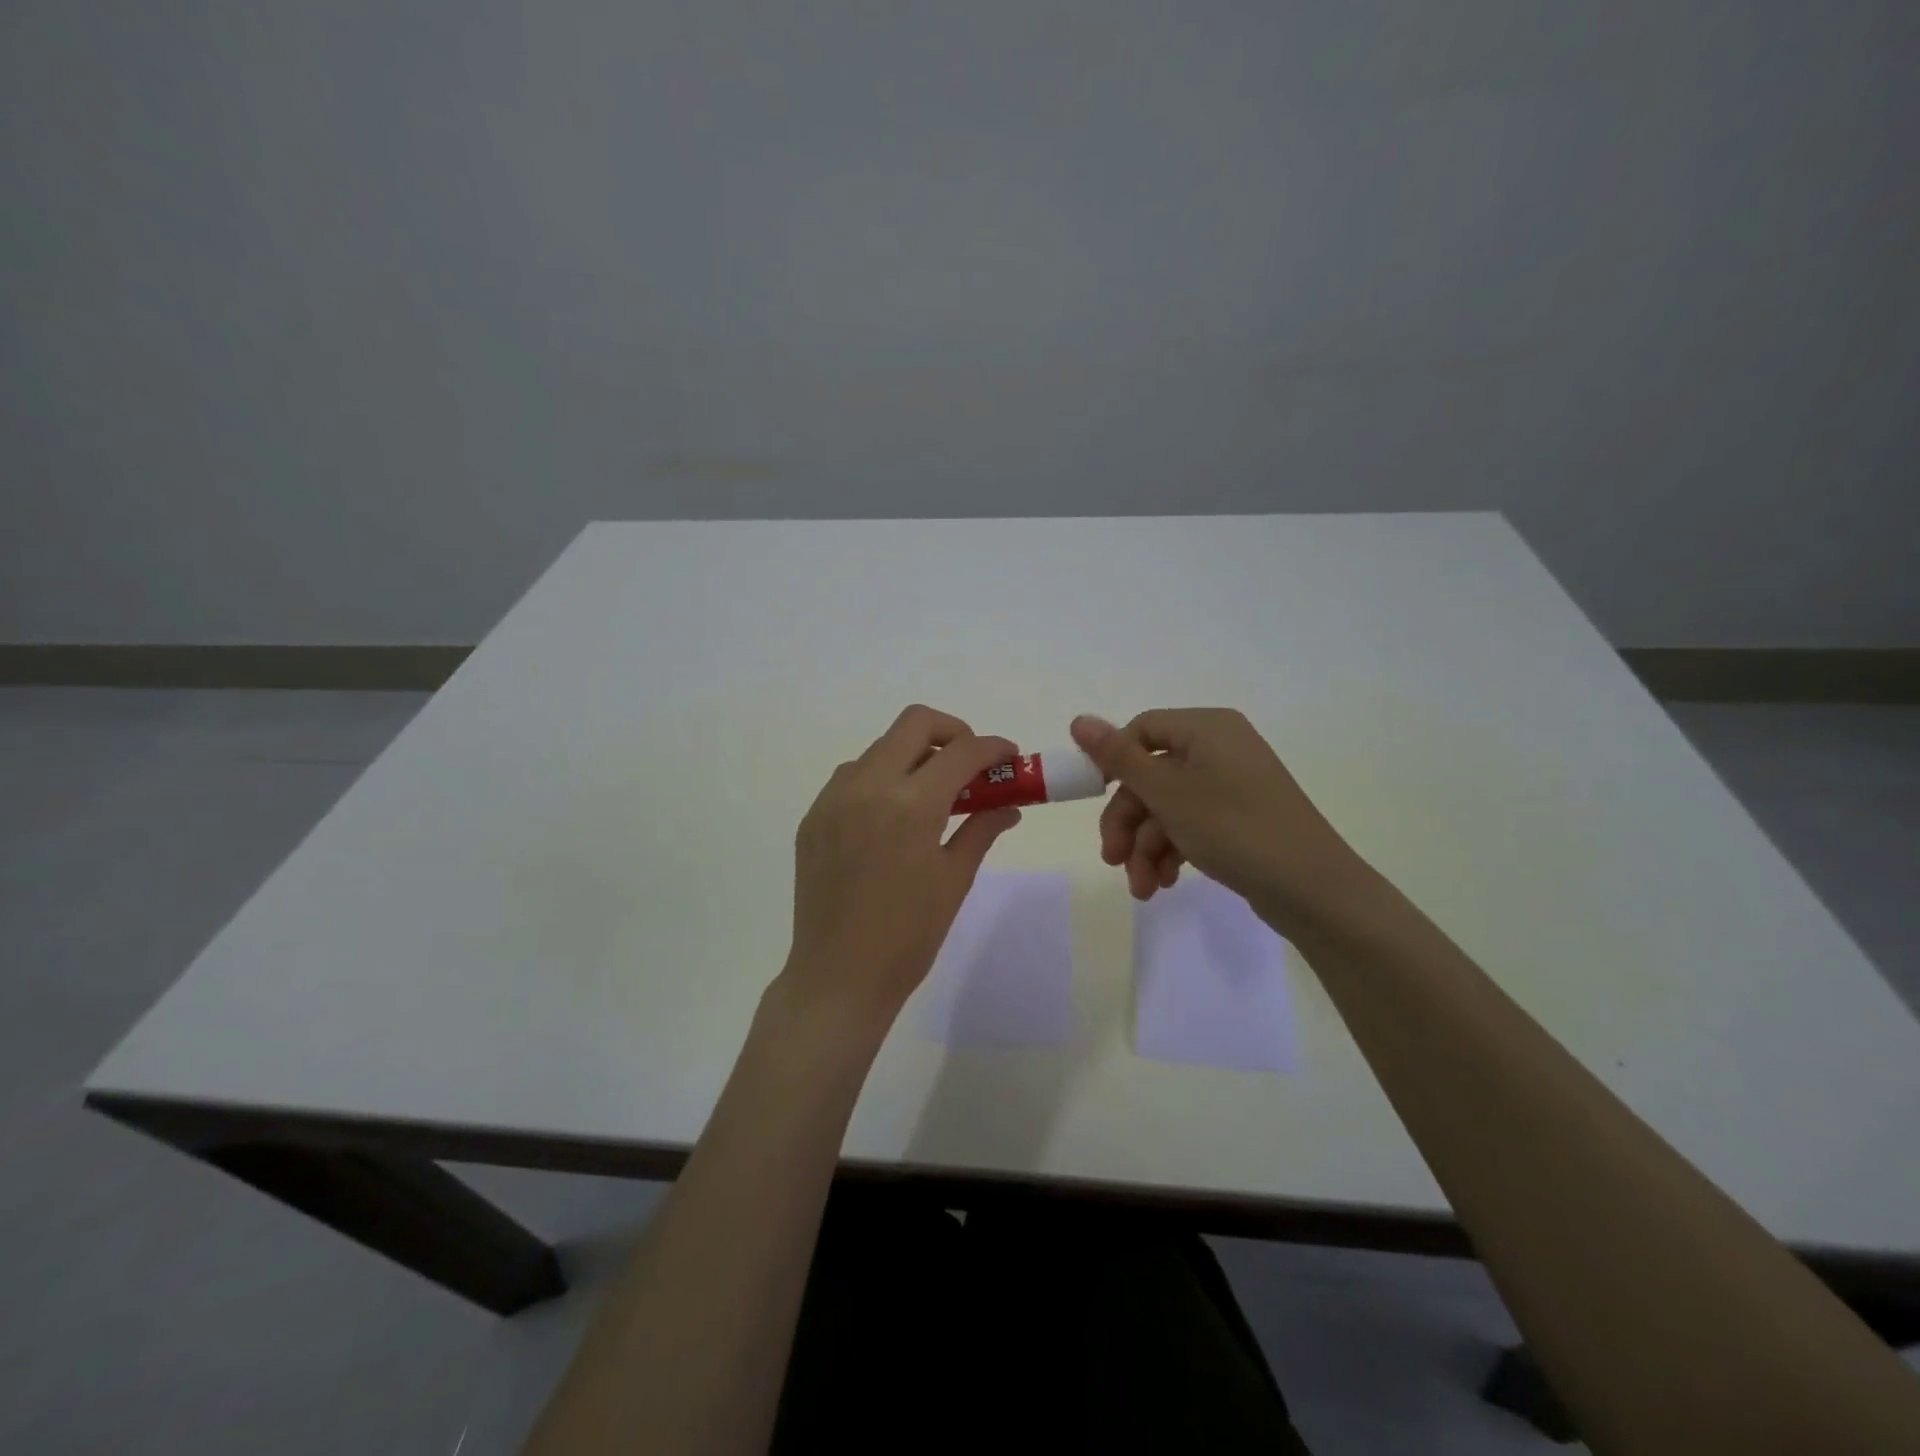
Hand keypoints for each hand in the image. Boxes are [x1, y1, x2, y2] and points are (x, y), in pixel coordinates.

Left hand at [782, 705, 1022, 1023]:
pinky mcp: (813, 816)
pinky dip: (881, 778)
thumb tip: (1008, 805)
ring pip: (880, 748)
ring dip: (913, 755)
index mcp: (910, 805)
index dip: (993, 747)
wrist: (837, 978)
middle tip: (971, 764)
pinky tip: (892, 815)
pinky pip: (852, 776)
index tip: (1010, 757)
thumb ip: (981, 829)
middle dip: (953, 732)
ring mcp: (833, 798)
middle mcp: (867, 786)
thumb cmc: (908, 936)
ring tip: (931, 795)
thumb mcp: (954, 880)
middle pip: (914, 723)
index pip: (961, 752)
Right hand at [1069, 709, 1360, 915]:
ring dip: (1146, 846)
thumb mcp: (1166, 792)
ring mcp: (1232, 785)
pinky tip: (1163, 883)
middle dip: (1128, 821)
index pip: (1141, 730)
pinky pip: (1191, 824)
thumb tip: (1078, 719)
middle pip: (1151, 775)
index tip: (1093, 796)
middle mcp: (1219, 748)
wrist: (1311, 888)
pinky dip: (1171, 851)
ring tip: (1141, 887)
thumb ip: (1118, 757)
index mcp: (1206, 728)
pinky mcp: (1240, 818)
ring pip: (1168, 807)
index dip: (1112, 762)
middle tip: (1112, 859)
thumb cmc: (1232, 827)